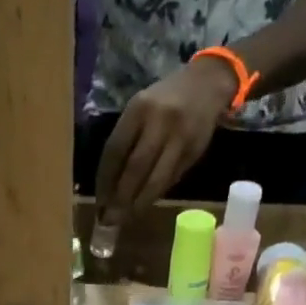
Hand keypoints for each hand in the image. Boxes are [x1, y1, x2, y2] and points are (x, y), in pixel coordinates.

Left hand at [93, 58, 237, 224]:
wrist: (207, 84)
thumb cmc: (164, 99)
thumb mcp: (141, 108)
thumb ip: (127, 140)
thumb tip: (110, 184)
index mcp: (139, 108)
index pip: (115, 150)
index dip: (105, 180)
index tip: (99, 201)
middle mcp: (160, 122)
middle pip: (135, 168)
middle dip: (121, 198)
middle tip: (109, 220)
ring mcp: (180, 138)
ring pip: (156, 179)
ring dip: (139, 203)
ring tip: (127, 219)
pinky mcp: (194, 152)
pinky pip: (171, 179)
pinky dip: (156, 194)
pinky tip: (145, 204)